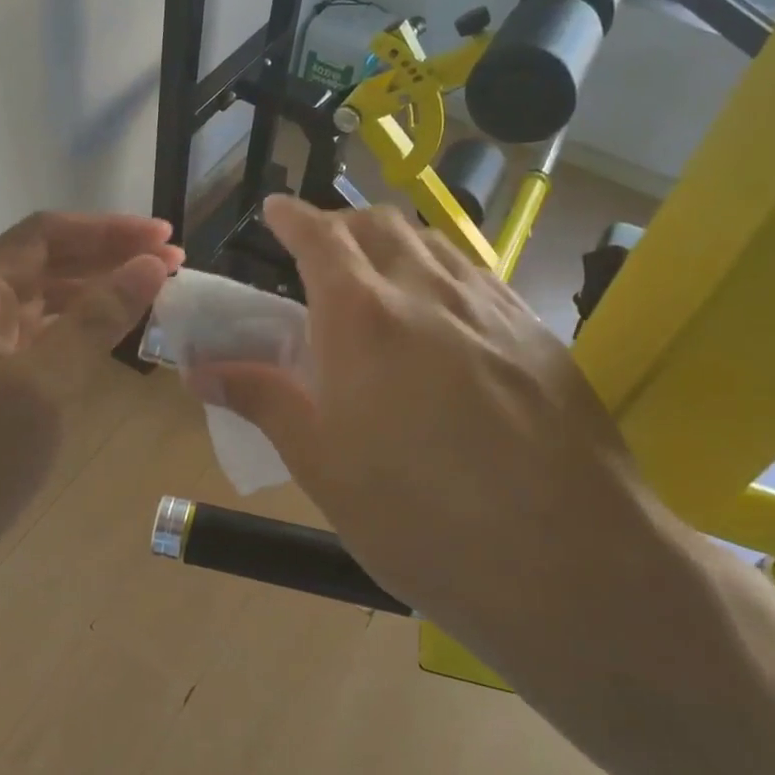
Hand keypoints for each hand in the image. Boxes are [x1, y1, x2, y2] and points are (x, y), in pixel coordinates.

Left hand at [0, 211, 179, 578]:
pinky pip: (25, 335)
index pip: (44, 236)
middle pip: (39, 263)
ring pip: (33, 300)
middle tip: (170, 265)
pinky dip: (66, 328)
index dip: (108, 229)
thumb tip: (148, 264)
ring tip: (145, 293)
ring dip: (88, 292)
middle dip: (105, 258)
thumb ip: (95, 320)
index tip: (165, 237)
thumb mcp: (43, 389)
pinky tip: (98, 335)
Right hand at [188, 196, 709, 730]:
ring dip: (395, 242)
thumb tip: (202, 369)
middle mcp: (428, 291)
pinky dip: (441, 271)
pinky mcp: (538, 332)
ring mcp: (492, 307)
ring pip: (434, 243)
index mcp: (364, 317)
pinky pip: (477, 275)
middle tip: (320, 253)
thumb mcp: (323, 466)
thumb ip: (263, 400)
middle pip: (380, 225)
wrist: (572, 563)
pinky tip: (443, 317)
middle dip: (342, 223)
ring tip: (379, 277)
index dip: (292, 216)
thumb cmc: (422, 519)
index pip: (320, 236)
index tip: (274, 211)